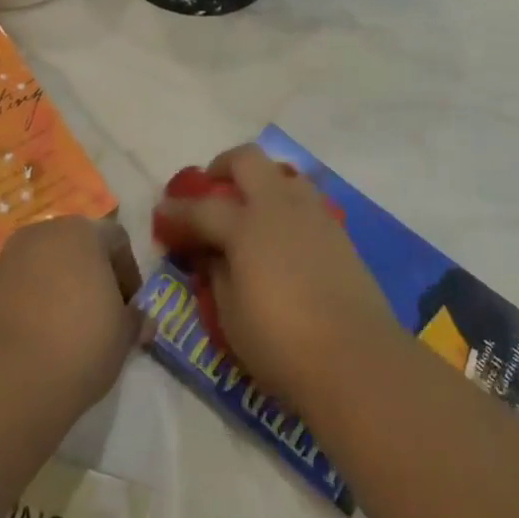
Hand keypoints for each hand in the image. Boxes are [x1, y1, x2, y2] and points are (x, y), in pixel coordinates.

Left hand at [0, 216, 144, 416]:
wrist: (8, 378)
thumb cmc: (81, 342)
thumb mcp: (123, 335)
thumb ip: (134, 320)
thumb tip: (141, 320)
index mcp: (84, 231)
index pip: (117, 240)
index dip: (129, 274)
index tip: (130, 309)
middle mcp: (46, 232)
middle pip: (78, 247)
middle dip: (93, 277)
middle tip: (102, 316)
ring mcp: (11, 256)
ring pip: (48, 266)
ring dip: (61, 289)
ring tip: (69, 330)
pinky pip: (22, 286)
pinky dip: (35, 303)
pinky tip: (41, 337)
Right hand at [152, 145, 399, 414]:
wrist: (356, 358)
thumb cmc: (282, 343)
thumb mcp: (230, 316)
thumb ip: (217, 274)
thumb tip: (213, 253)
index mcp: (246, 226)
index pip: (201, 208)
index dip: (177, 210)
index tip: (162, 212)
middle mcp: (279, 206)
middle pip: (247, 160)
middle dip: (223, 166)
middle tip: (212, 188)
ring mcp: (313, 214)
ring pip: (283, 173)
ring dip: (261, 180)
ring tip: (251, 208)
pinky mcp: (338, 231)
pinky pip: (306, 199)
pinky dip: (287, 204)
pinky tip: (283, 233)